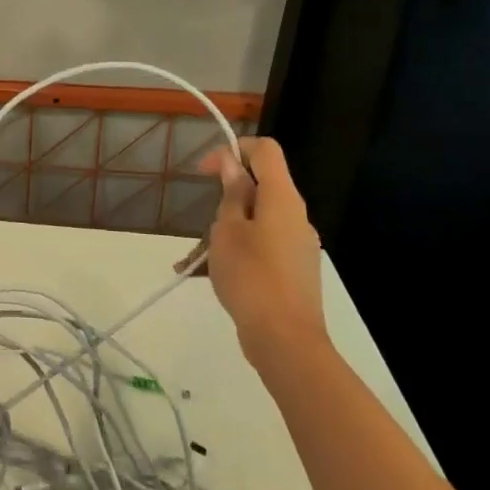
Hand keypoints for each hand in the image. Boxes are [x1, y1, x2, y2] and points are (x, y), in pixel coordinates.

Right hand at [195, 137, 327, 366]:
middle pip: (260, 189)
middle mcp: (295, 217)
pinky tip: (205, 276)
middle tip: (199, 224)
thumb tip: (232, 163)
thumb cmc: (251, 276)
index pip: (266, 151)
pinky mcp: (293, 271)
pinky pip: (260, 248)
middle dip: (224, 199)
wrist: (285, 340)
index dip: (233, 149)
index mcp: (282, 199)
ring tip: (192, 260)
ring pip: (256, 222)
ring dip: (224, 232)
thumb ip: (232, 194)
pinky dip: (235, 254)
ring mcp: (297, 246)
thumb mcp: (228, 230)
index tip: (204, 171)